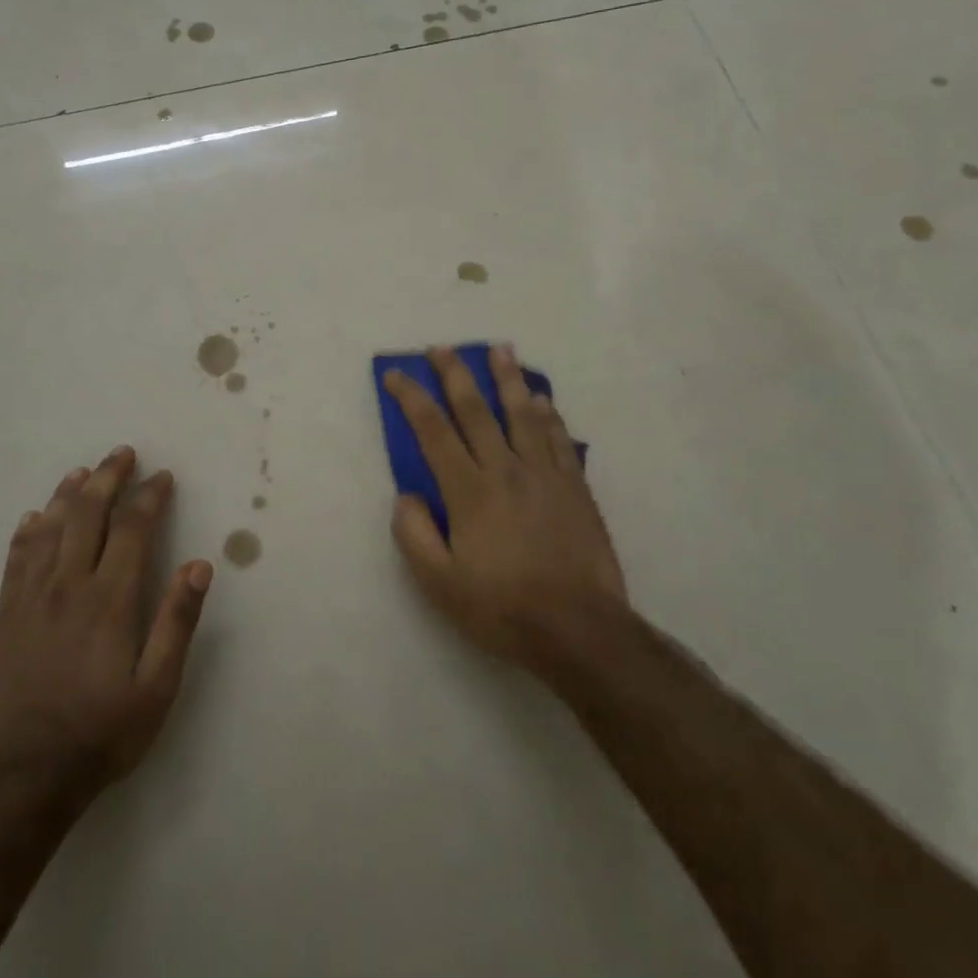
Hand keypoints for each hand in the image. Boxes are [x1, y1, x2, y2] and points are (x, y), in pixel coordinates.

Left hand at [0, 446, 212, 795]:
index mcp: (110, 599)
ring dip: (69, 494)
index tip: (162, 477)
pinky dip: (28, 531)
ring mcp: (32, 598)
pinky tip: (35, 517)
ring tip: (83, 471)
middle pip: (88, 514)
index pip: (132, 529)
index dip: (149, 497)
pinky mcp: (7, 616)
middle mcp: (69, 586)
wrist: (28, 775)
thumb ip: (177, 622)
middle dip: (108, 478)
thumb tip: (199, 566)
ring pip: (50, 529)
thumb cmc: (103, 730)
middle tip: (123, 454)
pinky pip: (16, 559)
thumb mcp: (157, 687)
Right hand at [382, 345, 626, 678]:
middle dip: (455, 374)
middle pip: (476, 410)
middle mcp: (505, 470)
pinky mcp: (575, 488)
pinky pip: (559, 439)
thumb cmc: (502, 608)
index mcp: (469, 491)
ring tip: (501, 350)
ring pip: (523, 414)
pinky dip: (549, 415)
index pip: (433, 431)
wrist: (579, 629)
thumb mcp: (440, 584)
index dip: (412, 398)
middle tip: (442, 348)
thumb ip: (415, 535)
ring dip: (509, 379)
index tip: (397, 375)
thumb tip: (406, 496)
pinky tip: (543, 400)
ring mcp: (545, 475)